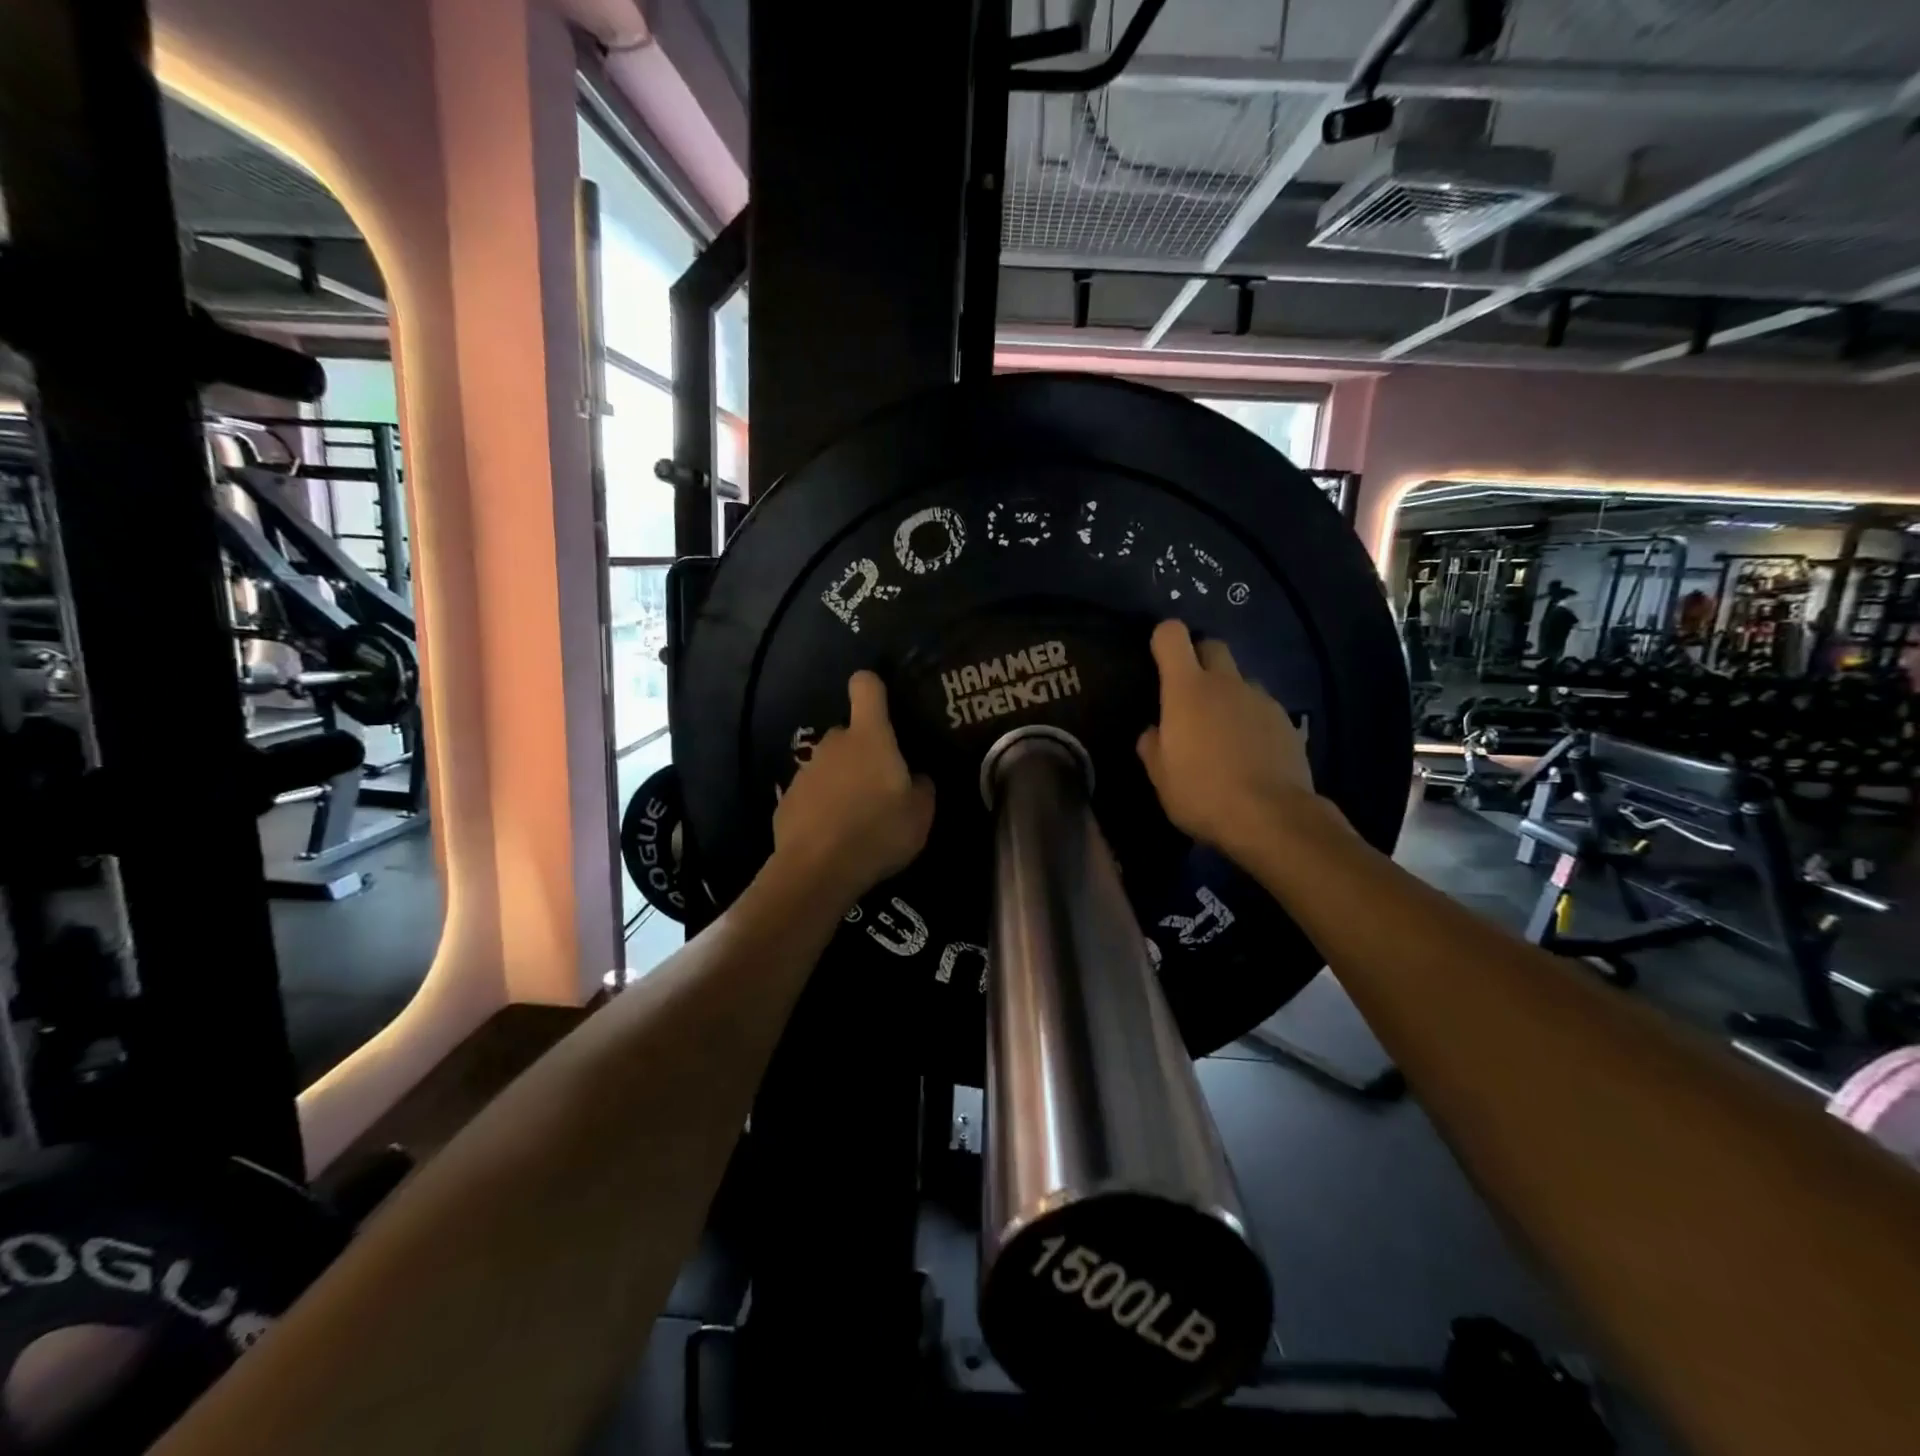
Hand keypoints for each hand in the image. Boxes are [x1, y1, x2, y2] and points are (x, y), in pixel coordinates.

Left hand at [772, 671, 934, 903]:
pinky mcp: (787, 800)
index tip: (883, 704)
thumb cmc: (878, 832)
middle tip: (881, 785)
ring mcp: (806, 771)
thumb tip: (915, 778)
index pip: (866, 687)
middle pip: (849, 733)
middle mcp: (834, 744)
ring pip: (830, 765)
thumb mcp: (921, 814)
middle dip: (864, 751)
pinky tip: (832, 836)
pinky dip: (822, 807)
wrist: (817, 870)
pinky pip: (812, 794)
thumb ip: (921, 788)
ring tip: (857, 818)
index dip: (874, 688)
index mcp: (870, 737)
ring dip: (842, 781)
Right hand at [1136, 620, 1317, 856]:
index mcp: (1187, 689)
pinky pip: (1262, 708)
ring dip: (1228, 694)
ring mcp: (1261, 700)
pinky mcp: (1287, 721)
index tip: (1157, 660)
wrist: (1271, 817)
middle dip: (1199, 658)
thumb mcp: (1160, 777)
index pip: (1172, 636)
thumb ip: (1152, 746)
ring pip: (1241, 680)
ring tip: (1223, 732)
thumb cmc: (1202, 793)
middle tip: (1189, 693)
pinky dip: (1252, 720)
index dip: (1163, 640)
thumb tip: (1155, 732)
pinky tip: (1249, 753)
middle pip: (1213, 646)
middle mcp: (1226, 683)